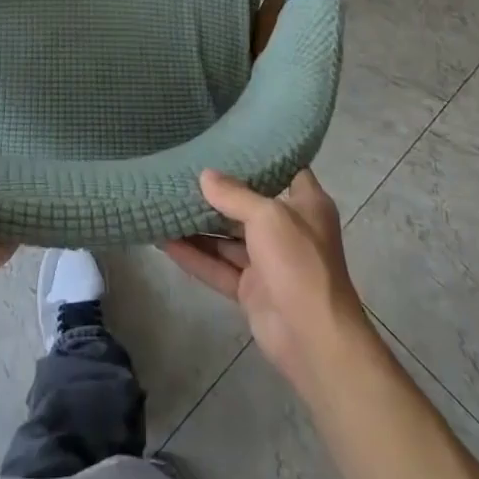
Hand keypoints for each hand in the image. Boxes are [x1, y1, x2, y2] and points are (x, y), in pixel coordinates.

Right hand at [160, 169, 370, 400]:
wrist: (314, 339)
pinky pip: (217, 266)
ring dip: (199, 224)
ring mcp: (268, 261)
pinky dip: (194, 256)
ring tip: (164, 201)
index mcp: (305, 204)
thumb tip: (205, 175)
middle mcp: (288, 228)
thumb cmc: (299, 263)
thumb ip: (234, 194)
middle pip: (248, 204)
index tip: (227, 139)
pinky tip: (164, 241)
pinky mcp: (250, 289)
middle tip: (181, 169)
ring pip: (228, 237)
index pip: (285, 169)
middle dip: (217, 192)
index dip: (260, 154)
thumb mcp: (267, 216)